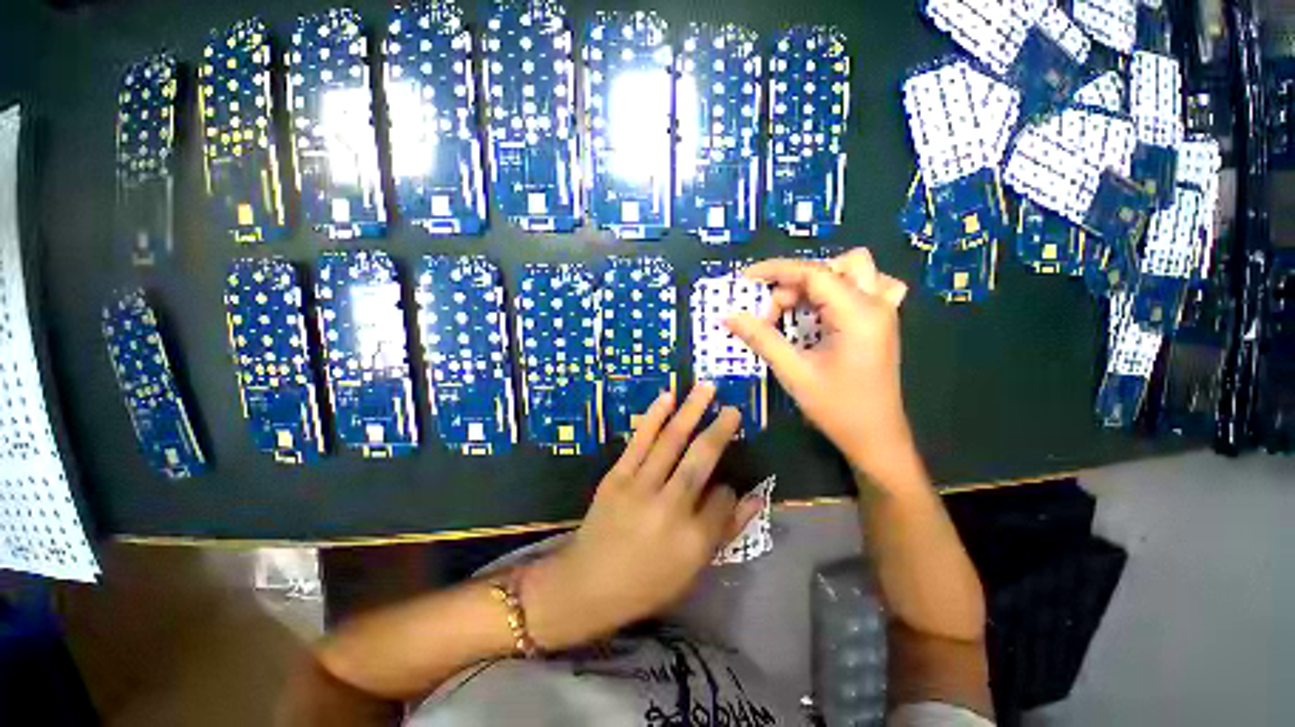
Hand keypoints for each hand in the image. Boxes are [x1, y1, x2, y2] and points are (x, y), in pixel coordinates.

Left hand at [523, 384, 762, 650]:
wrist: (586, 583)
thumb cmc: (645, 583)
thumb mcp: (692, 569)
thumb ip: (725, 530)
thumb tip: (753, 498)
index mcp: (692, 540)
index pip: (723, 499)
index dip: (730, 488)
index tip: (726, 483)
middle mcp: (669, 508)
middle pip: (700, 461)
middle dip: (719, 431)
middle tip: (734, 409)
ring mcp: (640, 488)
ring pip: (671, 442)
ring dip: (690, 411)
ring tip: (706, 387)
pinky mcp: (617, 477)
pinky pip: (639, 441)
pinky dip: (654, 416)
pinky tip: (668, 396)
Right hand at [726, 248, 917, 484]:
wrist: (875, 438)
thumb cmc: (836, 407)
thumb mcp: (793, 372)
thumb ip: (761, 338)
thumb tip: (729, 316)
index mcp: (857, 314)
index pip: (814, 273)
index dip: (776, 270)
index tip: (746, 278)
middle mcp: (876, 304)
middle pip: (836, 265)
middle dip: (798, 282)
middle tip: (775, 313)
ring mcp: (884, 312)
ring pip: (855, 270)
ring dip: (820, 282)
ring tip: (798, 309)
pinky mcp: (881, 323)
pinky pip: (867, 287)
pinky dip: (840, 289)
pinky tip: (825, 310)